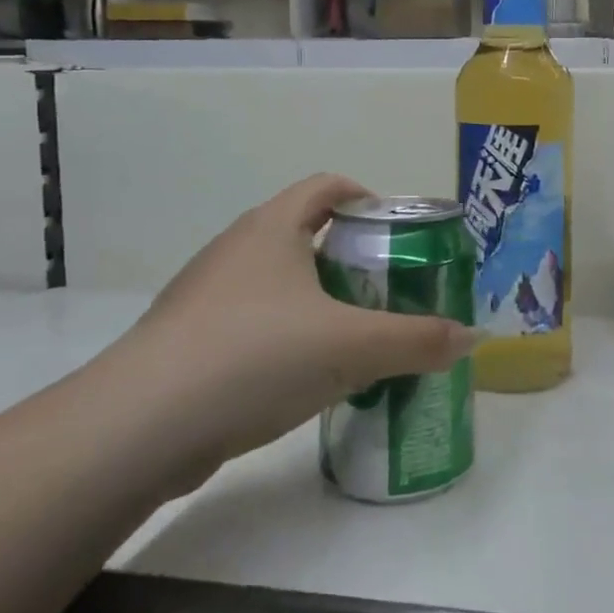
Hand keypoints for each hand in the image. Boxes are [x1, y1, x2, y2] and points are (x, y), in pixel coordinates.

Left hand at [94, 175, 478, 494]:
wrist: (140, 426)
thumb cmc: (256, 356)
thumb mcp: (352, 347)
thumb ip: (417, 340)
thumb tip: (473, 338)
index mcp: (273, 228)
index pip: (326, 186)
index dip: (366, 197)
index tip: (397, 230)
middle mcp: (236, 249)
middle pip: (303, 232)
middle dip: (350, 256)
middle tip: (388, 289)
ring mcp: (205, 295)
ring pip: (276, 281)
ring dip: (317, 300)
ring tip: (353, 336)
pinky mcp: (188, 340)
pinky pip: (251, 322)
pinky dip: (284, 336)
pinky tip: (303, 377)